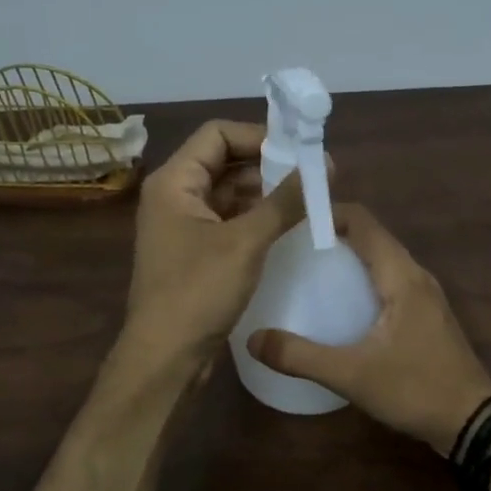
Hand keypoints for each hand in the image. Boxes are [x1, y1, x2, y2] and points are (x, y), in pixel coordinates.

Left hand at [121, 120, 307, 362]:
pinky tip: (288, 227)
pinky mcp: (195, 252)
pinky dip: (256, 219)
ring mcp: (183, 225)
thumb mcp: (246, 242)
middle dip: (268, 166)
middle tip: (313, 176)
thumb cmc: (198, 292)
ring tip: (308, 200)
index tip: (300, 152)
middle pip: (224, 161)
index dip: (259, 136)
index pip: (217, 134)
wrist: (165, 357)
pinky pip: (229, 221)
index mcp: (174, 181)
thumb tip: (324, 165)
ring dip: (265, 194)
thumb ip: (285, 201)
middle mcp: (174, 196)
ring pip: (229, 193)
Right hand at [247, 205, 490, 453]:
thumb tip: (252, 339)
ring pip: (381, 261)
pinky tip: (339, 306)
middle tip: (290, 249)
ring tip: (307, 273)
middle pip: (371, 237)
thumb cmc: (415, 389)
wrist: (473, 423)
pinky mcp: (425, 316)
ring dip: (347, 259)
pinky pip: (389, 283)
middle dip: (332, 236)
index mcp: (401, 276)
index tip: (291, 222)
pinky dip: (362, 281)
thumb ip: (300, 356)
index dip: (328, 213)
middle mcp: (416, 276)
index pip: (363, 221)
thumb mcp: (351, 374)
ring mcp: (425, 296)